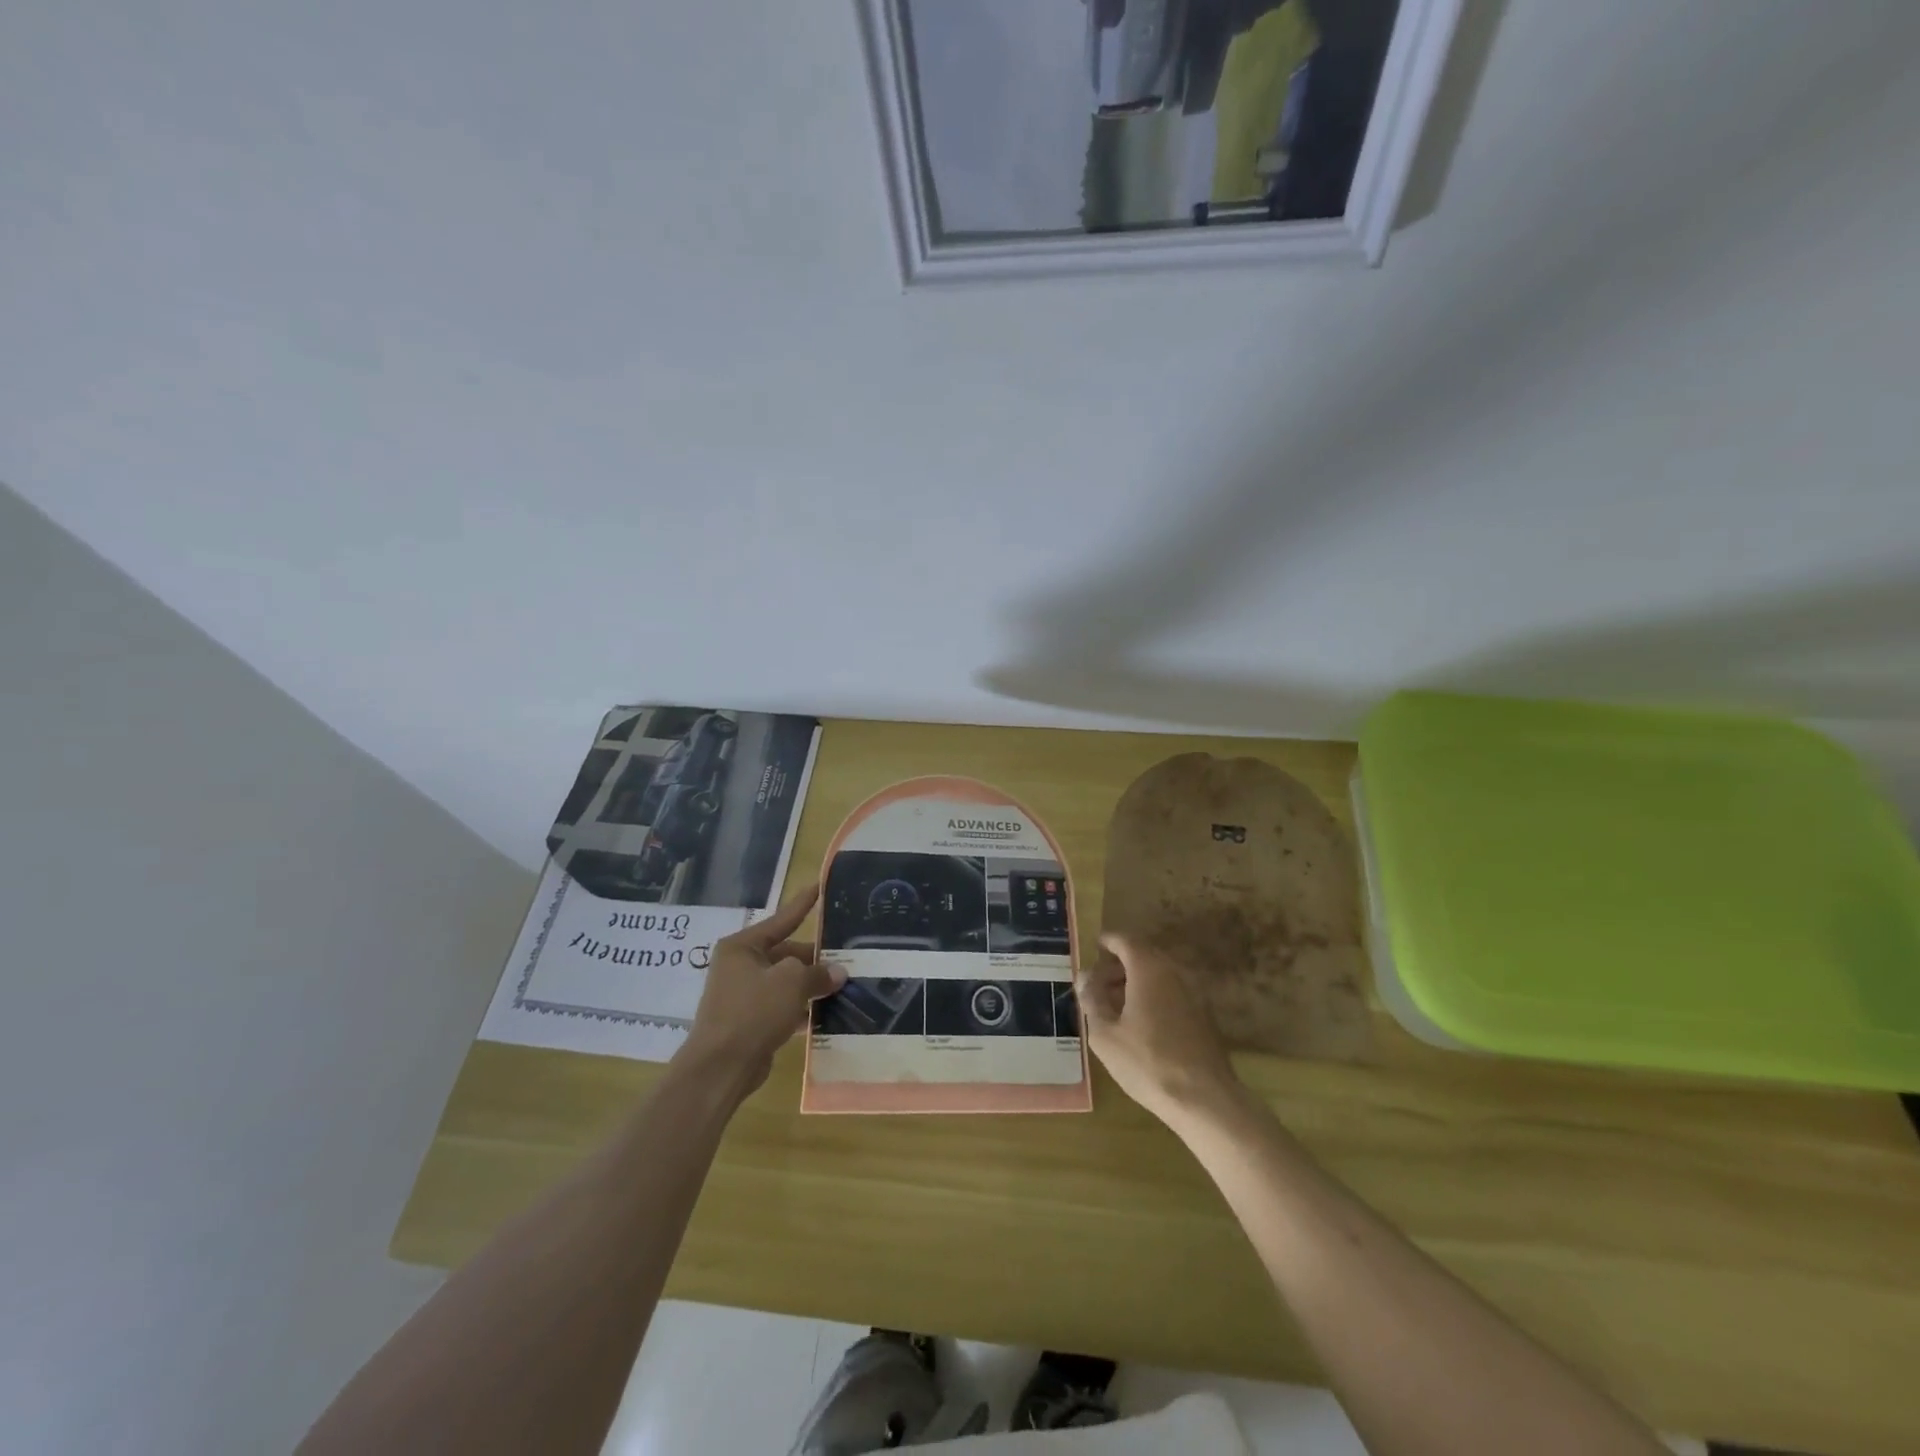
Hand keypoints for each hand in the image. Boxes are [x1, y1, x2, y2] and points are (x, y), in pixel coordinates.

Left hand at [678, 884, 844, 1099]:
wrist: (720, 1068)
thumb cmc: (753, 1012)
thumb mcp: (792, 983)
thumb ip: (817, 973)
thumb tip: (837, 972)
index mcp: (743, 947)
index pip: (782, 919)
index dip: (804, 903)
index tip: (821, 886)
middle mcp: (740, 966)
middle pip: (786, 954)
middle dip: (816, 958)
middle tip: (848, 957)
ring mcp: (743, 995)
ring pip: (786, 983)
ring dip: (812, 986)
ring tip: (845, 985)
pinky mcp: (750, 1023)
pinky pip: (783, 1007)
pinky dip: (802, 1009)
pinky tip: (828, 1014)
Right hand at [1078, 932, 1242, 1130]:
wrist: (1204, 1099)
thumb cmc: (1147, 1062)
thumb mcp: (1105, 1034)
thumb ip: (1092, 1000)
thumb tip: (1084, 978)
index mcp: (1148, 969)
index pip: (1125, 940)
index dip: (1108, 942)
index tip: (1094, 948)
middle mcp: (1174, 972)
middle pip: (1143, 956)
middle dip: (1119, 965)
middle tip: (1098, 983)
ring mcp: (1194, 992)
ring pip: (1159, 975)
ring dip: (1136, 982)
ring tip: (1115, 1006)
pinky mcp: (1204, 1014)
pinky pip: (1173, 992)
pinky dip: (1154, 996)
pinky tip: (1141, 1022)